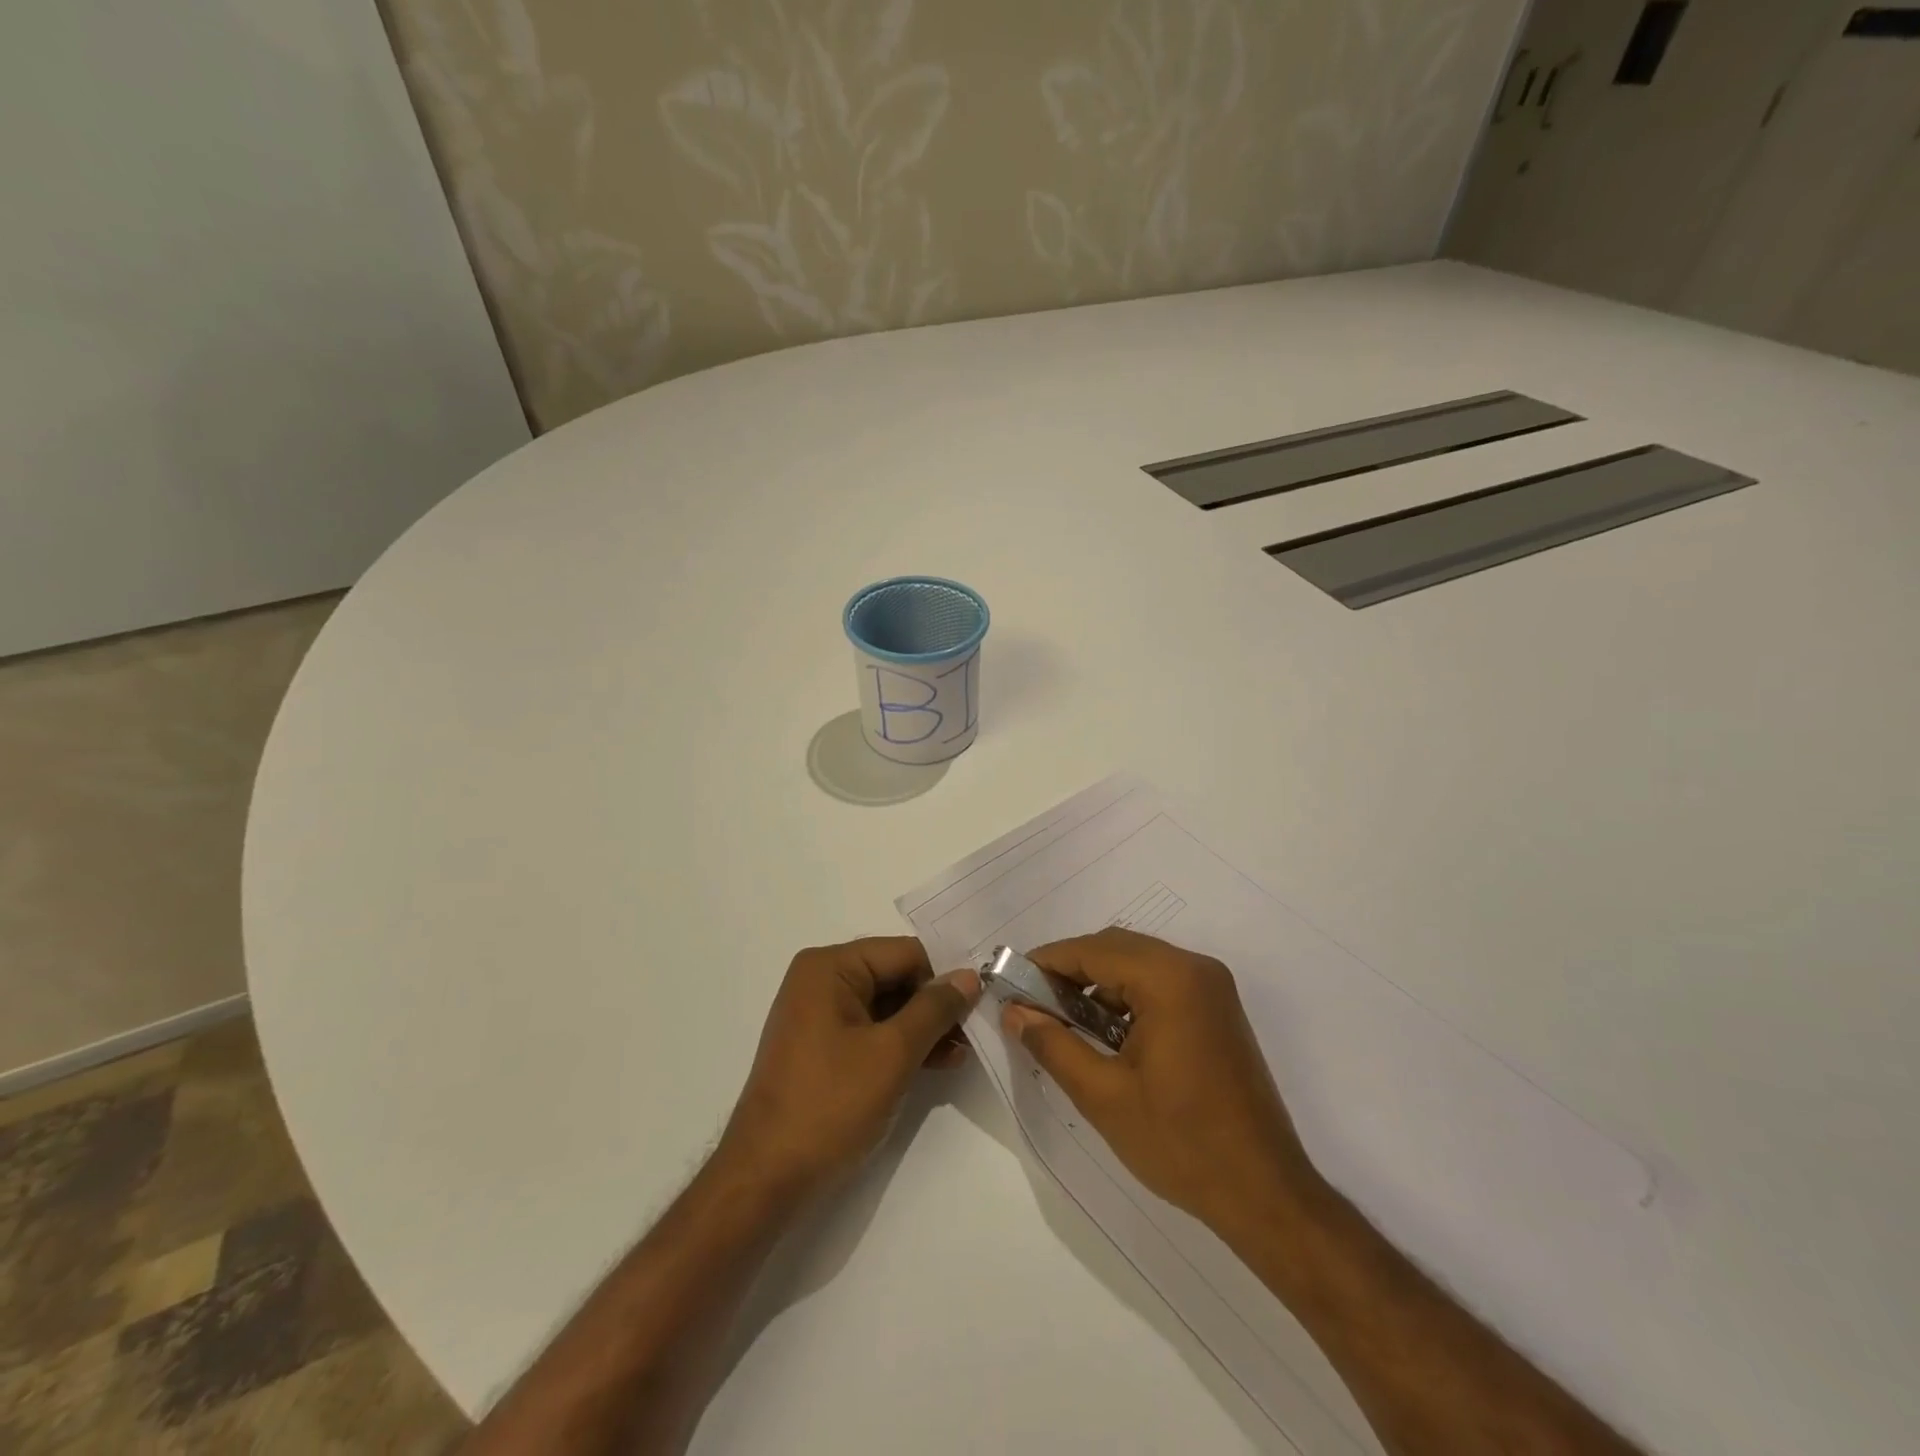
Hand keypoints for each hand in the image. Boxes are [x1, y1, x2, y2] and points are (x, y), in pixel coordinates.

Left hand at [718, 937, 980, 1203]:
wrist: (766, 1179)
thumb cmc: (830, 1105)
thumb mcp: (892, 1053)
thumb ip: (934, 1009)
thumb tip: (969, 975)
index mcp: (830, 967)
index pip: (904, 954)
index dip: (944, 977)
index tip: (981, 1003)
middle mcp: (821, 980)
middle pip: (895, 977)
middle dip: (935, 1005)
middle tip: (975, 1032)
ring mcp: (819, 1015)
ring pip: (887, 1006)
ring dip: (923, 1028)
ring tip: (961, 1053)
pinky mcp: (822, 1048)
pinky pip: (871, 1031)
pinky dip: (901, 1044)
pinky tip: (935, 1064)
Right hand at [1002, 928, 1321, 1230]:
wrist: (1265, 1194)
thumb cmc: (1181, 1143)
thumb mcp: (1103, 1095)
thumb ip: (1052, 1044)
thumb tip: (1013, 1011)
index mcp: (1170, 979)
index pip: (1093, 950)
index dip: (1046, 962)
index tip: (1010, 982)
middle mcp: (1195, 969)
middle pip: (1116, 948)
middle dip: (1070, 971)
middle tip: (1032, 1005)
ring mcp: (1212, 988)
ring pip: (1138, 964)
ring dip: (1098, 985)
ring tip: (1064, 1024)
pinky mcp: (1218, 1011)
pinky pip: (1160, 984)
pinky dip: (1127, 998)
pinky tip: (1107, 1036)